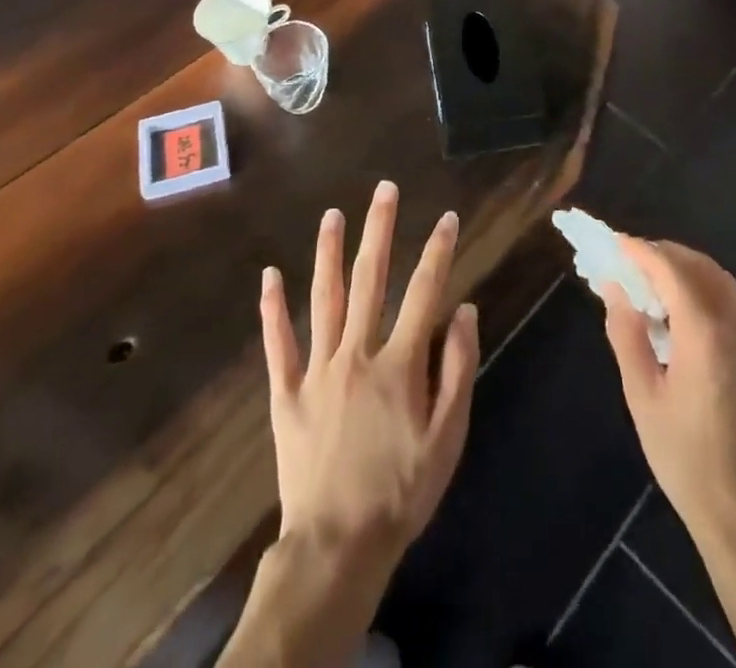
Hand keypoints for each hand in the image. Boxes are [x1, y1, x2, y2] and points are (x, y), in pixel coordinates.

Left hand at [259, 179, 479, 566]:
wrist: (338, 545)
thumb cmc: (401, 491)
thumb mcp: (448, 438)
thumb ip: (458, 370)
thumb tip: (465, 310)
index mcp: (399, 363)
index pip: (424, 292)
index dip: (438, 252)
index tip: (447, 218)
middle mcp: (357, 353)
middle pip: (369, 280)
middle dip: (379, 230)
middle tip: (383, 190)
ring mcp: (317, 369)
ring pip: (323, 298)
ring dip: (329, 252)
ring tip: (333, 214)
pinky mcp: (287, 393)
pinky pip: (278, 344)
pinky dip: (273, 309)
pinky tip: (270, 275)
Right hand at [601, 239, 735, 551]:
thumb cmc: (686, 457)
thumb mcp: (642, 395)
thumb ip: (627, 334)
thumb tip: (614, 289)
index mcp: (705, 332)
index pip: (670, 268)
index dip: (639, 250)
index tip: (612, 243)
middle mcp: (734, 324)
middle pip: (698, 265)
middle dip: (661, 253)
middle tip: (625, 260)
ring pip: (716, 279)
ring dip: (681, 267)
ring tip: (644, 280)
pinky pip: (726, 301)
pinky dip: (698, 287)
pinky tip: (673, 309)